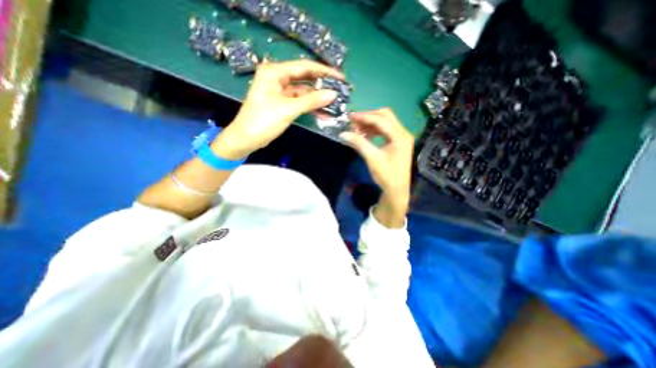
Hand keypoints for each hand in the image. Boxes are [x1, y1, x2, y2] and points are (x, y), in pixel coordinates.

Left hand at [213, 59, 343, 157]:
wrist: (246, 139)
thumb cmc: (263, 121)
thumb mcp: (288, 109)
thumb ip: (311, 100)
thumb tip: (333, 94)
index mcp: (275, 72)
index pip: (304, 67)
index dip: (324, 72)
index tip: (341, 77)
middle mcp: (278, 78)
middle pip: (305, 78)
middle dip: (323, 85)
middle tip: (341, 90)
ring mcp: (280, 91)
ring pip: (304, 92)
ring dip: (318, 99)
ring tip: (335, 104)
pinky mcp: (282, 103)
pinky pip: (300, 102)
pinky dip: (311, 107)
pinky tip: (323, 112)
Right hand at [339, 107, 414, 227]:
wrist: (396, 190)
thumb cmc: (386, 175)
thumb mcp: (372, 158)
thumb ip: (359, 143)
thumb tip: (343, 134)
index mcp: (400, 137)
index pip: (381, 120)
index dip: (365, 117)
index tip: (351, 117)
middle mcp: (403, 133)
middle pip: (386, 116)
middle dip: (369, 116)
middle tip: (354, 121)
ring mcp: (402, 138)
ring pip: (386, 122)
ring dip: (371, 123)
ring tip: (357, 128)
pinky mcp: (398, 142)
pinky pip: (386, 130)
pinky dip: (375, 130)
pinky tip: (366, 135)